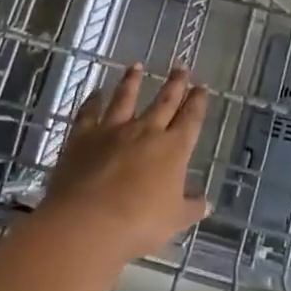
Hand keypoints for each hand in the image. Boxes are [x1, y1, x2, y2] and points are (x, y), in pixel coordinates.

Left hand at [39, 65, 209, 266]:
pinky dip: (92, 101)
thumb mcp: (174, 221)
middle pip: (164, 101)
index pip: (191, 119)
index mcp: (174, 148)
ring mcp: (113, 130)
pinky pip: (89, 113)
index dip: (197, 102)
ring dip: (133, 81)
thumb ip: (191, 208)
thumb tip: (206, 202)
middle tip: (181, 67)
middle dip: (175, 84)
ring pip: (126, 98)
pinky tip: (94, 92)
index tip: (201, 88)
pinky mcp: (83, 136)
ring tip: (137, 66)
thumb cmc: (139, 224)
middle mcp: (147, 131)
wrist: (88, 222)